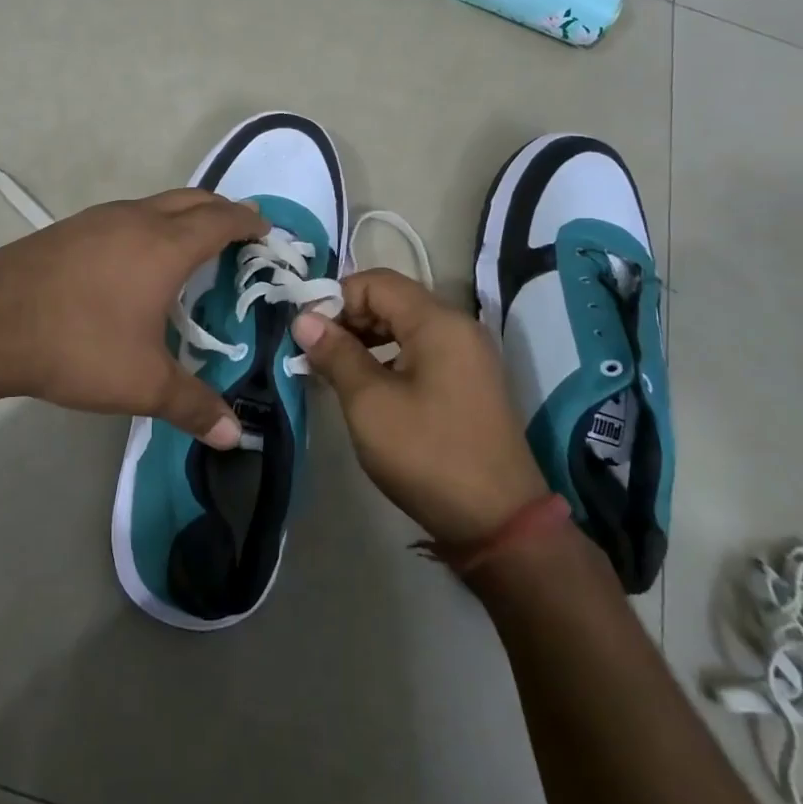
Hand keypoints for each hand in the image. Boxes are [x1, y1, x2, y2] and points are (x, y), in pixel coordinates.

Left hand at [0, 189, 266, 446]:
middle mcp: (137, 219)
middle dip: (222, 211)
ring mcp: (99, 219)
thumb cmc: (77, 344)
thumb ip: (193, 406)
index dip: (249, 222)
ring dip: (184, 216)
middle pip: (193, 199)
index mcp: (166, 245)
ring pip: (157, 203)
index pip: (221, 219)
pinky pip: (127, 216)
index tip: (266, 230)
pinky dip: (151, 226)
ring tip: (192, 249)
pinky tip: (136, 262)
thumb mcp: (142, 383)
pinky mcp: (71, 229)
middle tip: (239, 235)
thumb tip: (235, 435)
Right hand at [291, 269, 548, 544]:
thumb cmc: (427, 454)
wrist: (499, 522)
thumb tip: (304, 318)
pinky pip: (421, 350)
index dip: (335, 298)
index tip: (307, 332)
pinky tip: (367, 386)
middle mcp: (458, 327)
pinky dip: (389, 357)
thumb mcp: (370, 403)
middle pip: (392, 299)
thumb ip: (336, 354)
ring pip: (405, 325)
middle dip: (349, 318)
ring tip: (334, 369)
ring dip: (366, 339)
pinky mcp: (469, 381)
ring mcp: (468, 355)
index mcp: (438, 322)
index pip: (376, 282)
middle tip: (315, 352)